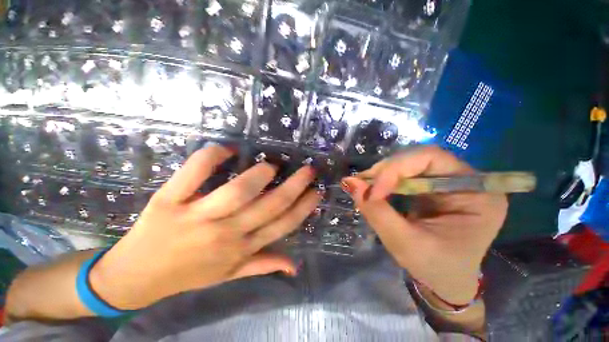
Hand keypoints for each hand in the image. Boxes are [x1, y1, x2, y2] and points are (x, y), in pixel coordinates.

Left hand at [90, 145, 321, 309]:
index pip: (283, 225)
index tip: (316, 191)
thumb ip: (263, 265)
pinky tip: (226, 149)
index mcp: (241, 250)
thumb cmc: (188, 274)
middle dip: (295, 185)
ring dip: (259, 176)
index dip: (304, 207)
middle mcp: (225, 234)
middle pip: (269, 206)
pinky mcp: (169, 201)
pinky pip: (193, 174)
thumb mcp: (230, 275)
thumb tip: (294, 266)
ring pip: (237, 192)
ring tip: (271, 166)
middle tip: (308, 169)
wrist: (136, 277)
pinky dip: (211, 157)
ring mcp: (196, 217)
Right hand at [341, 146, 507, 304]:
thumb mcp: (405, 244)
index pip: (433, 159)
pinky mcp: (429, 187)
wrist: (445, 279)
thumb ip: (377, 212)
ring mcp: (445, 182)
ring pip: (407, 164)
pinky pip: (402, 174)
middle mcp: (464, 180)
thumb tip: (350, 182)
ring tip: (364, 187)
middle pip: (418, 158)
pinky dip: (383, 180)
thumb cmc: (435, 268)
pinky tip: (372, 189)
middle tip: (362, 184)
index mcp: (477, 194)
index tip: (374, 192)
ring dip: (381, 174)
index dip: (397, 169)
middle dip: (386, 170)